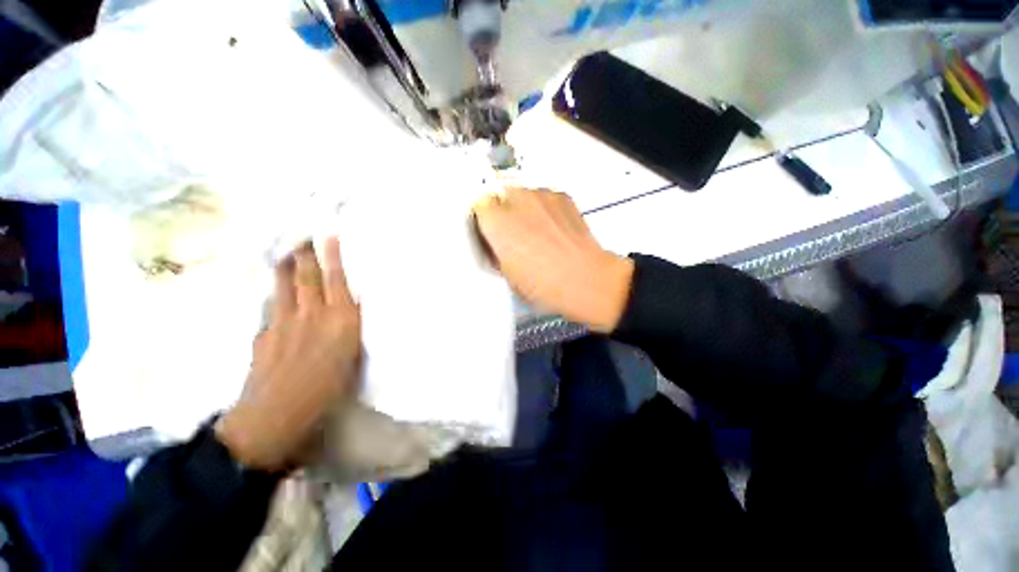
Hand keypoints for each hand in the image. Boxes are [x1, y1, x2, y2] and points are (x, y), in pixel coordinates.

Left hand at [216, 238, 361, 471]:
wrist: (277, 415)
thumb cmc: (328, 390)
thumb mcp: (352, 356)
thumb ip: (349, 328)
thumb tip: (347, 309)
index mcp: (340, 321)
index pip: (337, 281)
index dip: (333, 257)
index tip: (329, 236)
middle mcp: (312, 314)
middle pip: (307, 277)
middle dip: (305, 253)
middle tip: (303, 236)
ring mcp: (283, 322)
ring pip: (284, 286)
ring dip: (286, 267)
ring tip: (286, 253)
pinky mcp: (264, 334)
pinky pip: (271, 306)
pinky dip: (275, 295)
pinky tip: (275, 293)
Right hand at [474, 188, 633, 332]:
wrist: (584, 279)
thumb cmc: (544, 283)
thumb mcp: (506, 274)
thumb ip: (495, 251)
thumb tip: (497, 245)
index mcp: (497, 222)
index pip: (478, 207)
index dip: (484, 222)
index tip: (491, 235)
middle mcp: (517, 200)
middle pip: (500, 197)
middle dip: (503, 214)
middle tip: (513, 236)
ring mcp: (542, 195)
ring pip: (523, 196)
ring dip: (524, 211)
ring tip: (537, 234)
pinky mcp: (563, 197)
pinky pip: (545, 199)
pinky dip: (545, 210)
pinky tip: (554, 230)